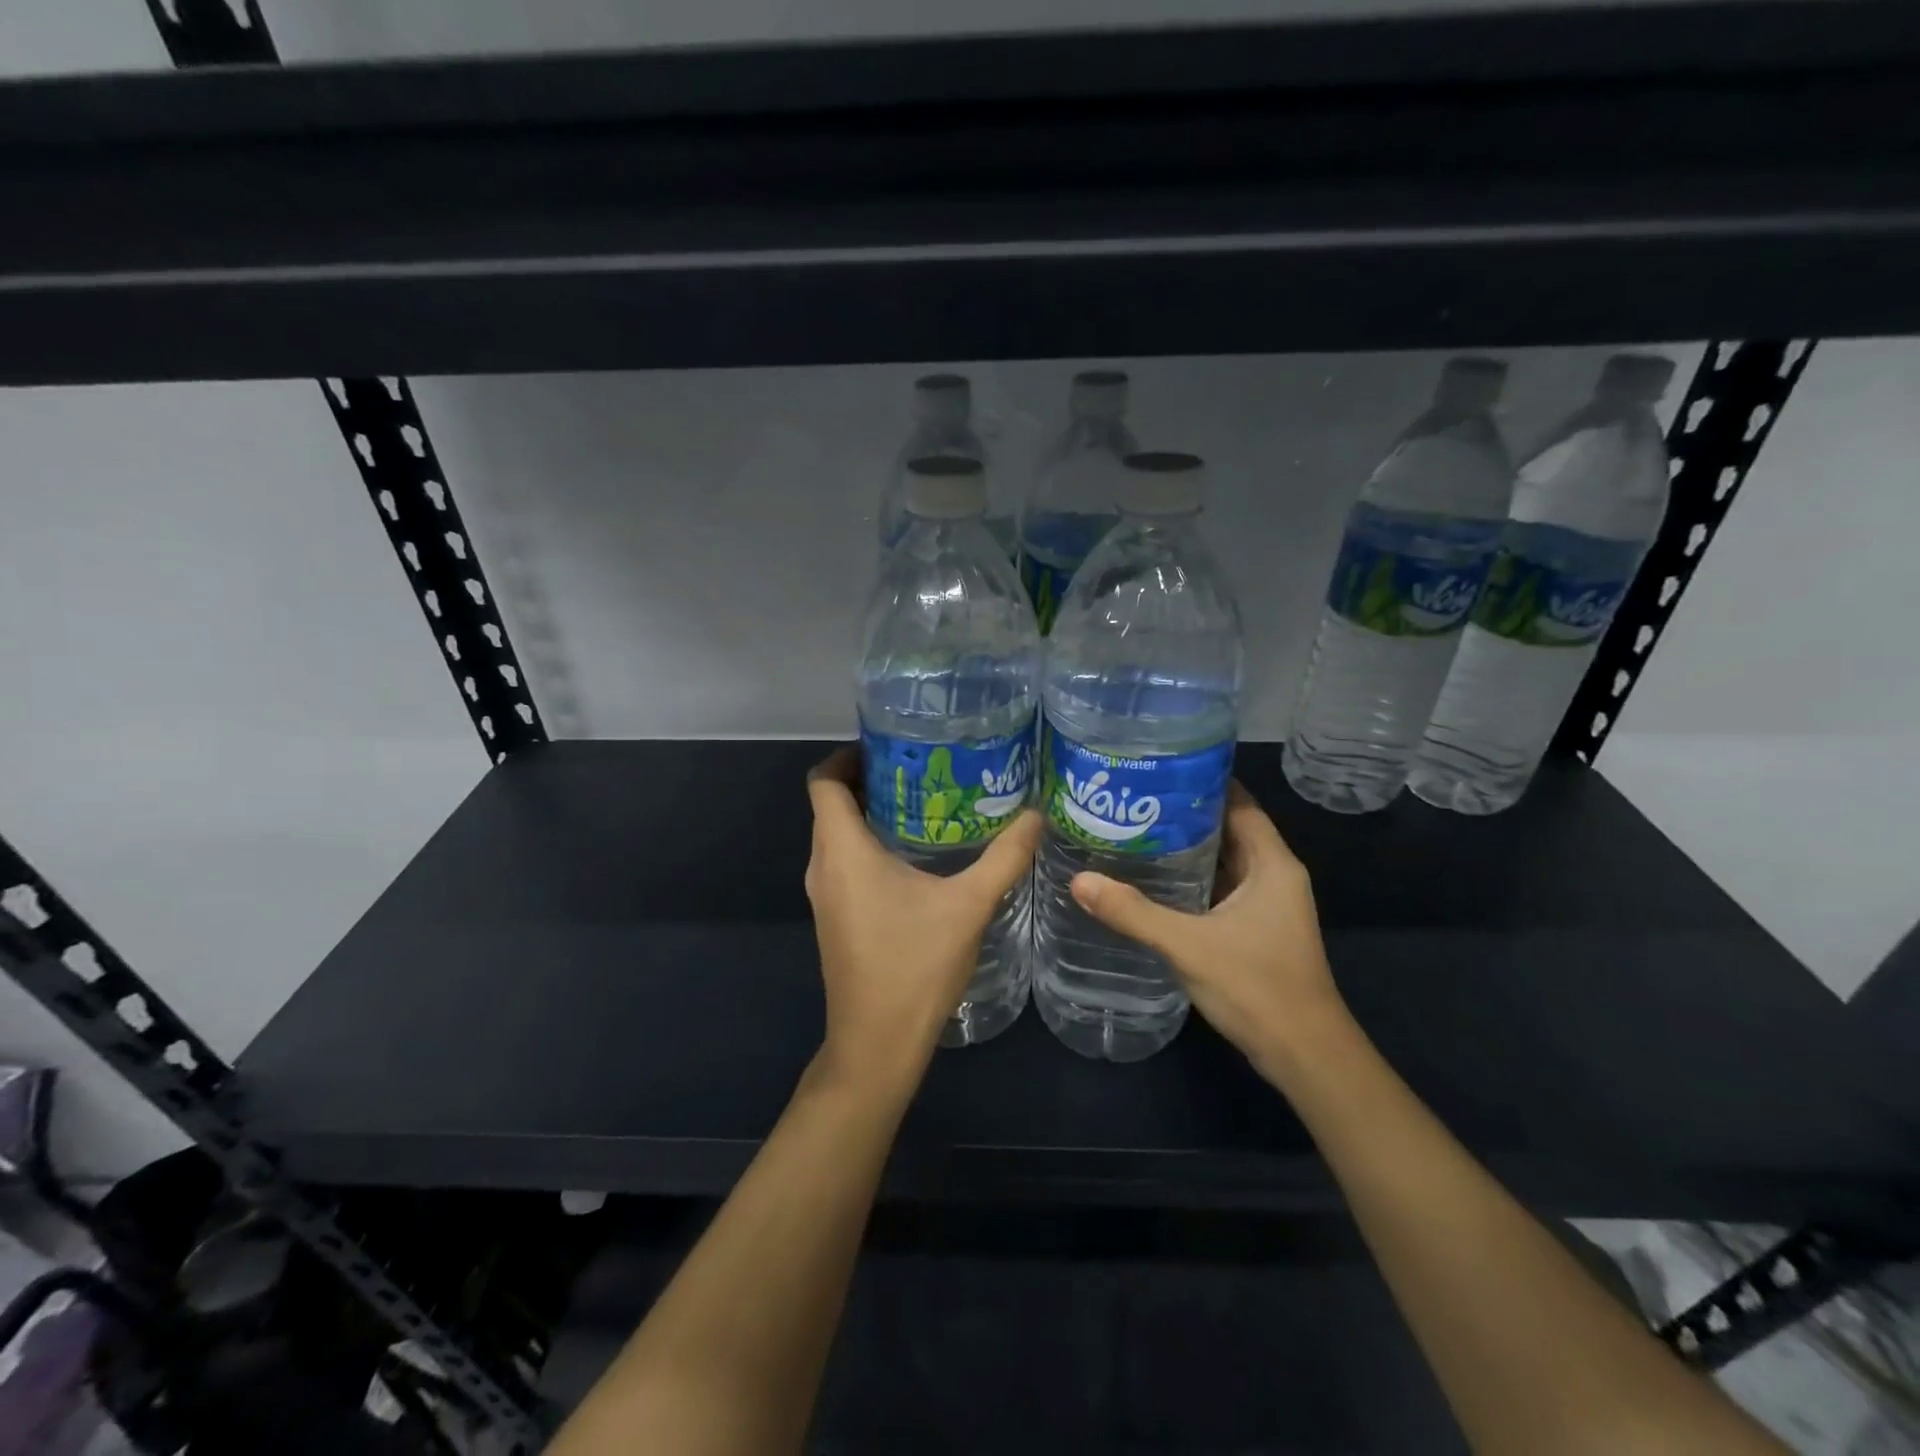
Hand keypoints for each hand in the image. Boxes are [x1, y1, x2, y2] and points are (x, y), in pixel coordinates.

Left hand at [804, 747, 1040, 1097]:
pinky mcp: (834, 915)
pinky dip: (870, 843)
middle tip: (923, 767)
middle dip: (870, 778)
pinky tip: (916, 854)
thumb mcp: (968, 906)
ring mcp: (824, 894)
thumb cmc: (914, 967)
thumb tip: (1036, 814)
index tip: (891, 745)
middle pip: (830, 803)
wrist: (876, 1044)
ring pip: (837, 834)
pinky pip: (843, 861)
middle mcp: (822, 865)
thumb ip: (1004, 858)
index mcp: (842, 851)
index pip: (823, 780)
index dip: (848, 754)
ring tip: (927, 802)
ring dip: (871, 812)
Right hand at [1068, 782, 1343, 1071]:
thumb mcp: (1188, 945)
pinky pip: (1220, 887)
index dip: (1202, 781)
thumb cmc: (1257, 988)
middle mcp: (1274, 875)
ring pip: (1223, 859)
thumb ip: (1133, 912)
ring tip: (1134, 829)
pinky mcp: (1256, 928)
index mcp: (1272, 864)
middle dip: (1184, 812)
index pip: (1239, 802)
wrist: (1305, 1056)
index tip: (1157, 768)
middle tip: (1132, 798)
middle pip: (1228, 827)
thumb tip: (1079, 880)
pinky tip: (1153, 879)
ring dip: (1186, 846)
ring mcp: (1267, 904)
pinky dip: (1191, 878)